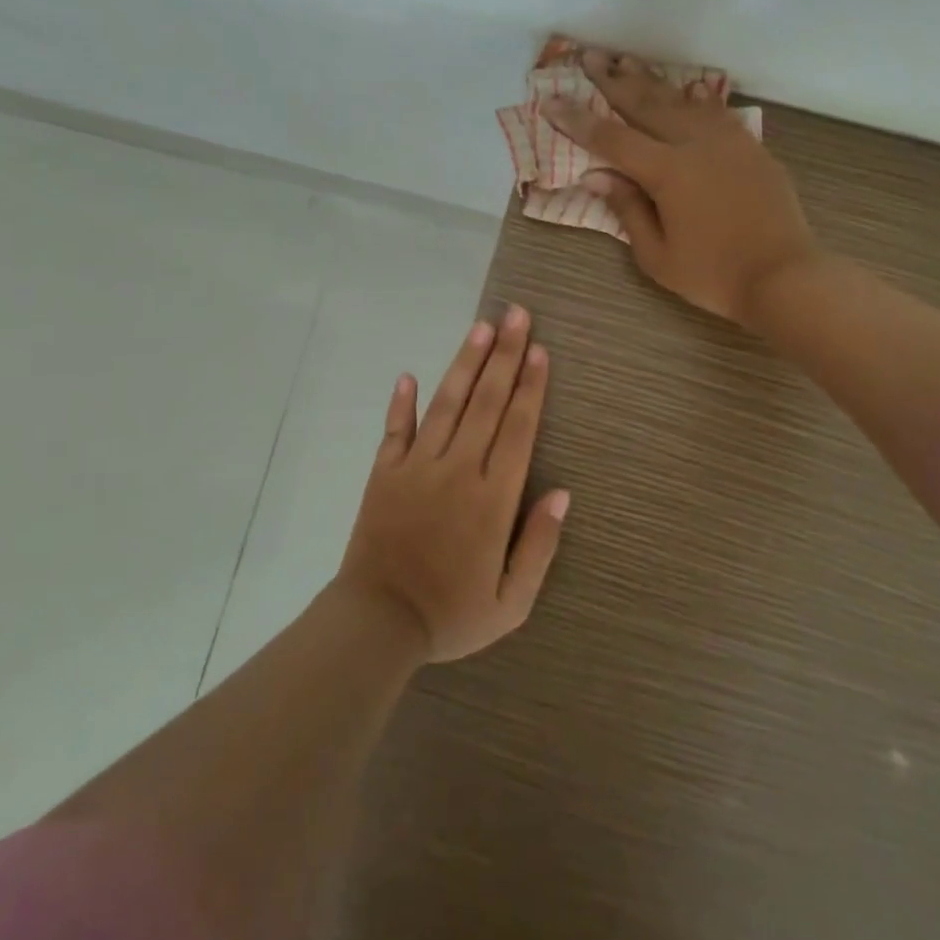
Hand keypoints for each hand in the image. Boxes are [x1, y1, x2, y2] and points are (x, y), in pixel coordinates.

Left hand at [336, 305, 567, 662]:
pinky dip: (402, 402)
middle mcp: (457, 470)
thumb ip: (540, 545)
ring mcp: (417, 467)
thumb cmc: (452, 615)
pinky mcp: (384, 473)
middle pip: (486, 402)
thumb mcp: (512, 601)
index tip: (540, 351)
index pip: (517, 428)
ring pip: (447, 404)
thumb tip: (562, 493)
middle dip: (504, 355)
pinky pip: (395, 429)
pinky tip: (408, 374)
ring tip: (481, 327)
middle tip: (516, 314)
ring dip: (465, 363)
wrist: (377, 625)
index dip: (530, 387)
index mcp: (492, 498)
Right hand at [546, 49, 817, 326]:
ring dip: (652, 81)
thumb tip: (597, 175)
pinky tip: (690, 88)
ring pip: (681, 101)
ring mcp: (727, 141)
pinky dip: (699, 98)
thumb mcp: (657, 255)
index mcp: (667, 171)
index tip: (551, 100)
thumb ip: (627, 209)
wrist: (784, 276)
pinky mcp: (751, 148)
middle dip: (613, 81)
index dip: (578, 120)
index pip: (611, 139)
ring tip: (628, 61)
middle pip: (646, 105)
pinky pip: (718, 113)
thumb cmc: (714, 276)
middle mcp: (695, 144)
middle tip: (589, 57)